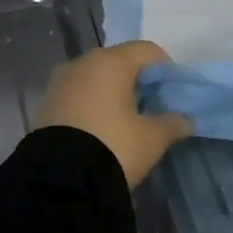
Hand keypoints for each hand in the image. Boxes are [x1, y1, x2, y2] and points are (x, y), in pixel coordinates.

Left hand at [35, 41, 193, 188]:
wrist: (61, 180)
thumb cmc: (114, 147)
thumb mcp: (153, 138)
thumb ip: (173, 123)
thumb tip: (185, 119)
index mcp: (111, 62)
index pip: (148, 51)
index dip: (167, 70)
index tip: (174, 95)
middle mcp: (82, 63)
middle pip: (120, 62)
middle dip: (139, 81)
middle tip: (154, 107)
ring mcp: (60, 82)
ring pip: (96, 78)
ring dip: (114, 93)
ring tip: (127, 121)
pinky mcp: (46, 104)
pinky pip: (78, 95)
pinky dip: (94, 105)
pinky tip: (102, 129)